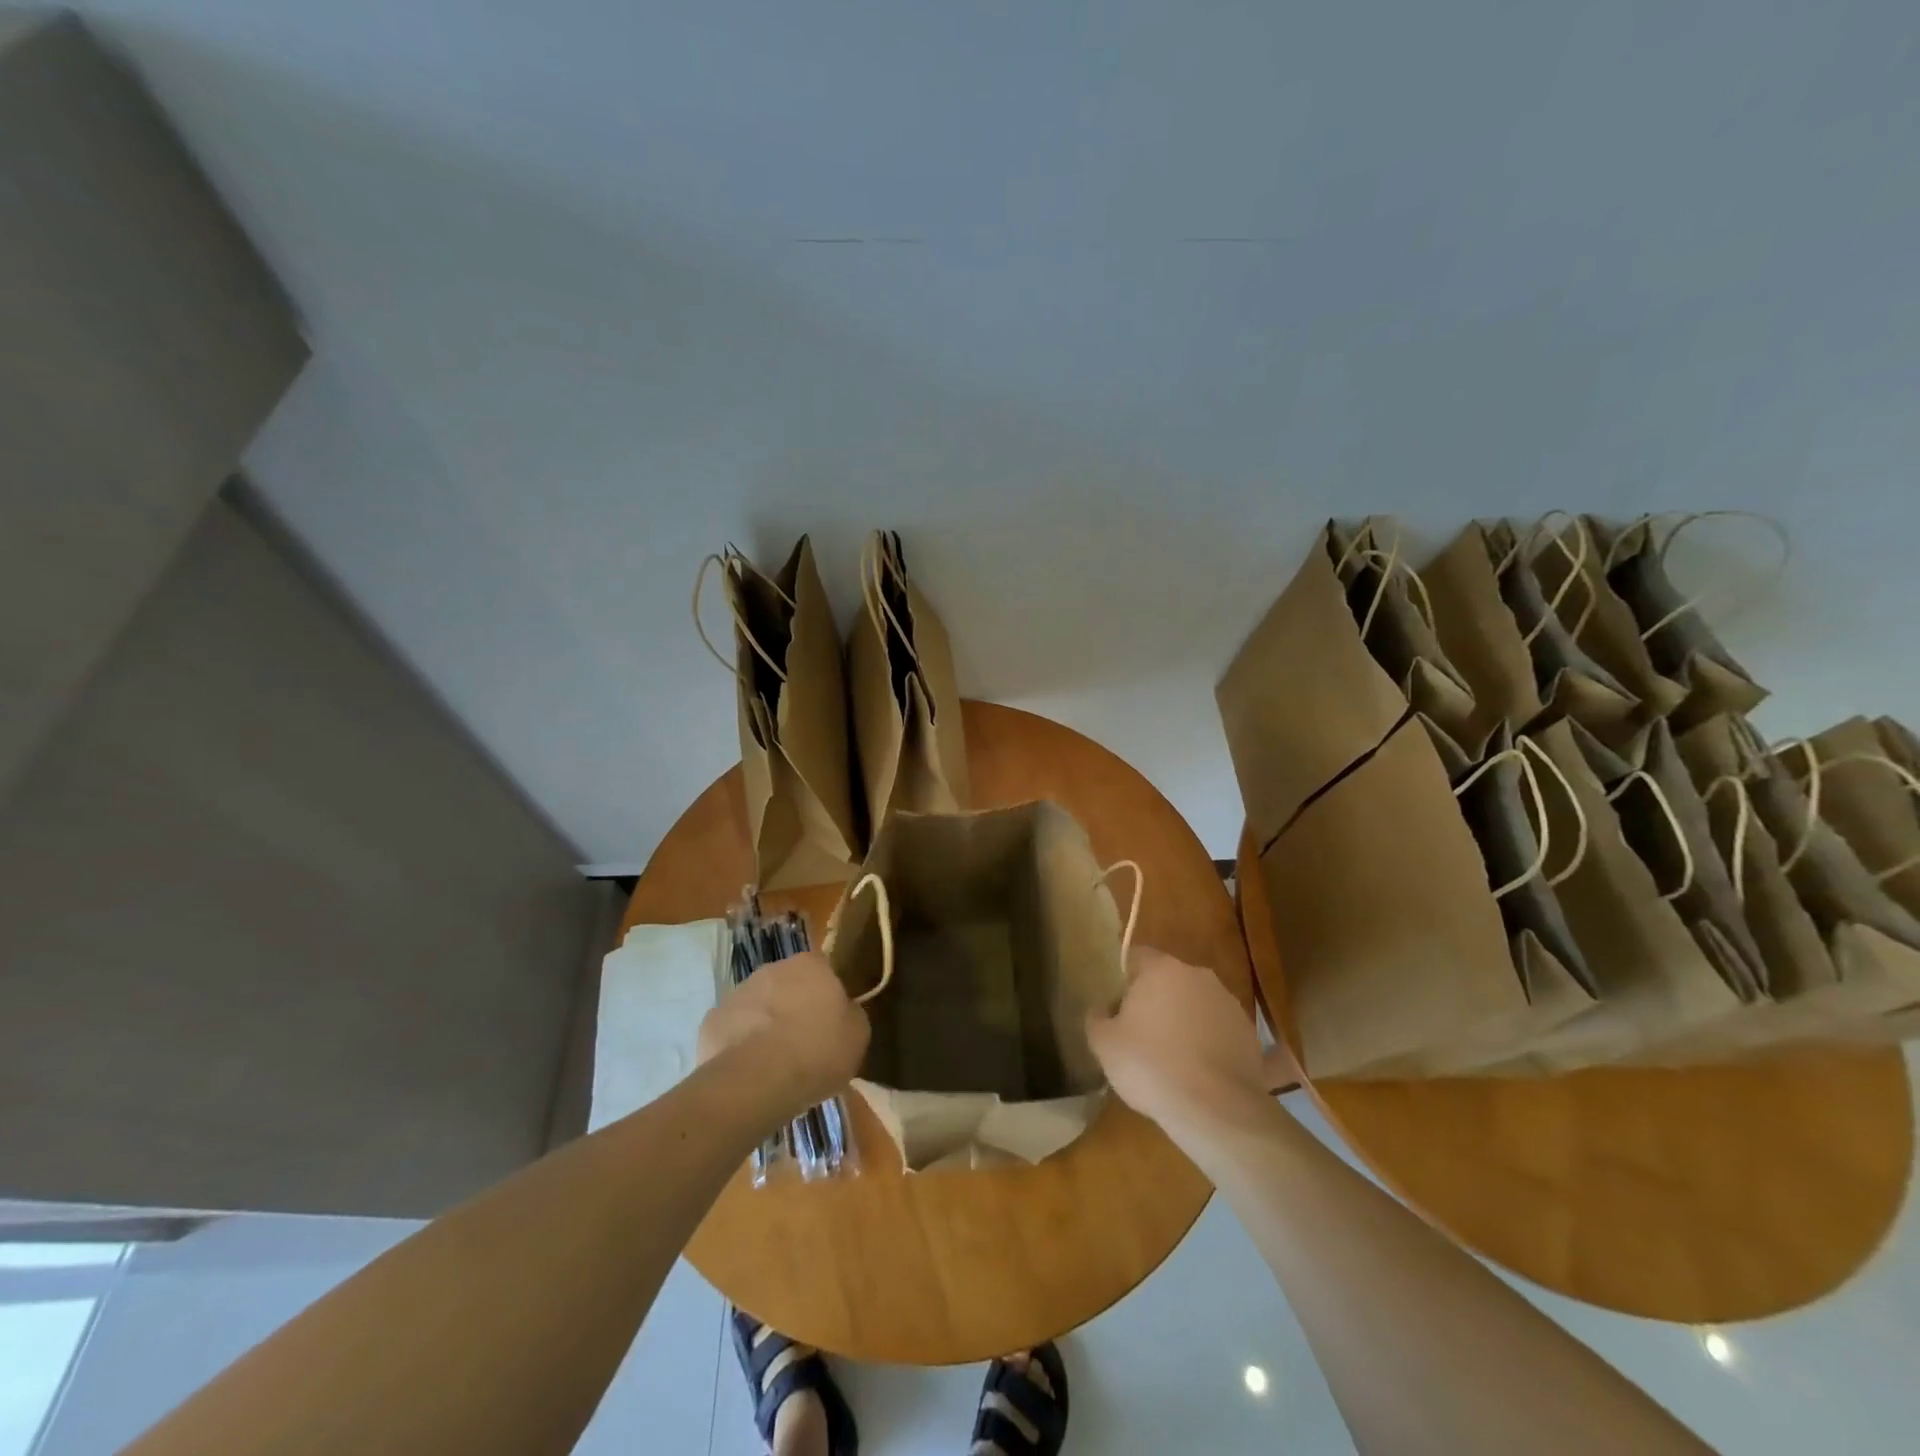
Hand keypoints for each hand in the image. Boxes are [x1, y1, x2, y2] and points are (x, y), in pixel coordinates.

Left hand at [697, 951, 868, 1117]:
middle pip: (788, 985)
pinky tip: (750, 1072)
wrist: (756, 1080)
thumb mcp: (857, 1035)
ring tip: (775, 1063)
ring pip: (759, 1006)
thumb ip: (851, 1014)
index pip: (823, 970)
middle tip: (803, 1043)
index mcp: (810, 965)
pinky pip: (734, 1030)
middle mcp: (772, 969)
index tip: (830, 1023)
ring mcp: (738, 993)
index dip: (827, 996)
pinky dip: (741, 1045)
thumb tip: (843, 1011)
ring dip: (766, 1025)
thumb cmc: (817, 1051)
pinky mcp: (712, 1021)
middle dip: (794, 1008)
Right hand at [1086, 945, 1266, 1134]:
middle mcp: (1198, 975)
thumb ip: (1096, 1017)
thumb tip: (1101, 1009)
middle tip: (1139, 1033)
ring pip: (1196, 1004)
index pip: (1136, 956)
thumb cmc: (1150, 1066)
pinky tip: (1199, 1073)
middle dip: (1155, 1000)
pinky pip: (1219, 1031)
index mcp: (1161, 969)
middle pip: (1168, 980)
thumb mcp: (1104, 1044)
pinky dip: (1208, 1044)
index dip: (1123, 979)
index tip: (1116, 1006)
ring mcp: (1228, 1003)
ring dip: (1184, 1020)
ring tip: (1172, 1058)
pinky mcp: (1249, 1034)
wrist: (1215, 1109)